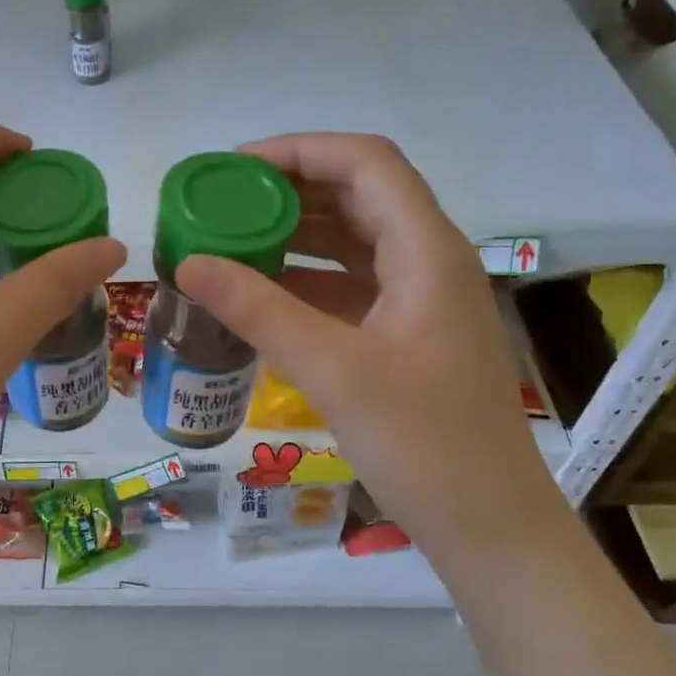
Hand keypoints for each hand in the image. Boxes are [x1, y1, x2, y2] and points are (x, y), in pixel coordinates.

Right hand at [175, 133, 570, 565]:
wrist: (488, 525)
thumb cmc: (423, 443)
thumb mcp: (332, 370)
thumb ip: (258, 310)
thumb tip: (187, 264)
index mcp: (427, 251)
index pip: (365, 163)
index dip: (299, 150)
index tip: (233, 168)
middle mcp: (428, 262)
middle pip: (358, 197)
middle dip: (288, 191)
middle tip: (220, 203)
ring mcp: (419, 300)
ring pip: (352, 243)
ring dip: (295, 235)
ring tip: (230, 240)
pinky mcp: (406, 335)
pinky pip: (350, 287)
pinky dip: (305, 280)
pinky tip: (260, 293)